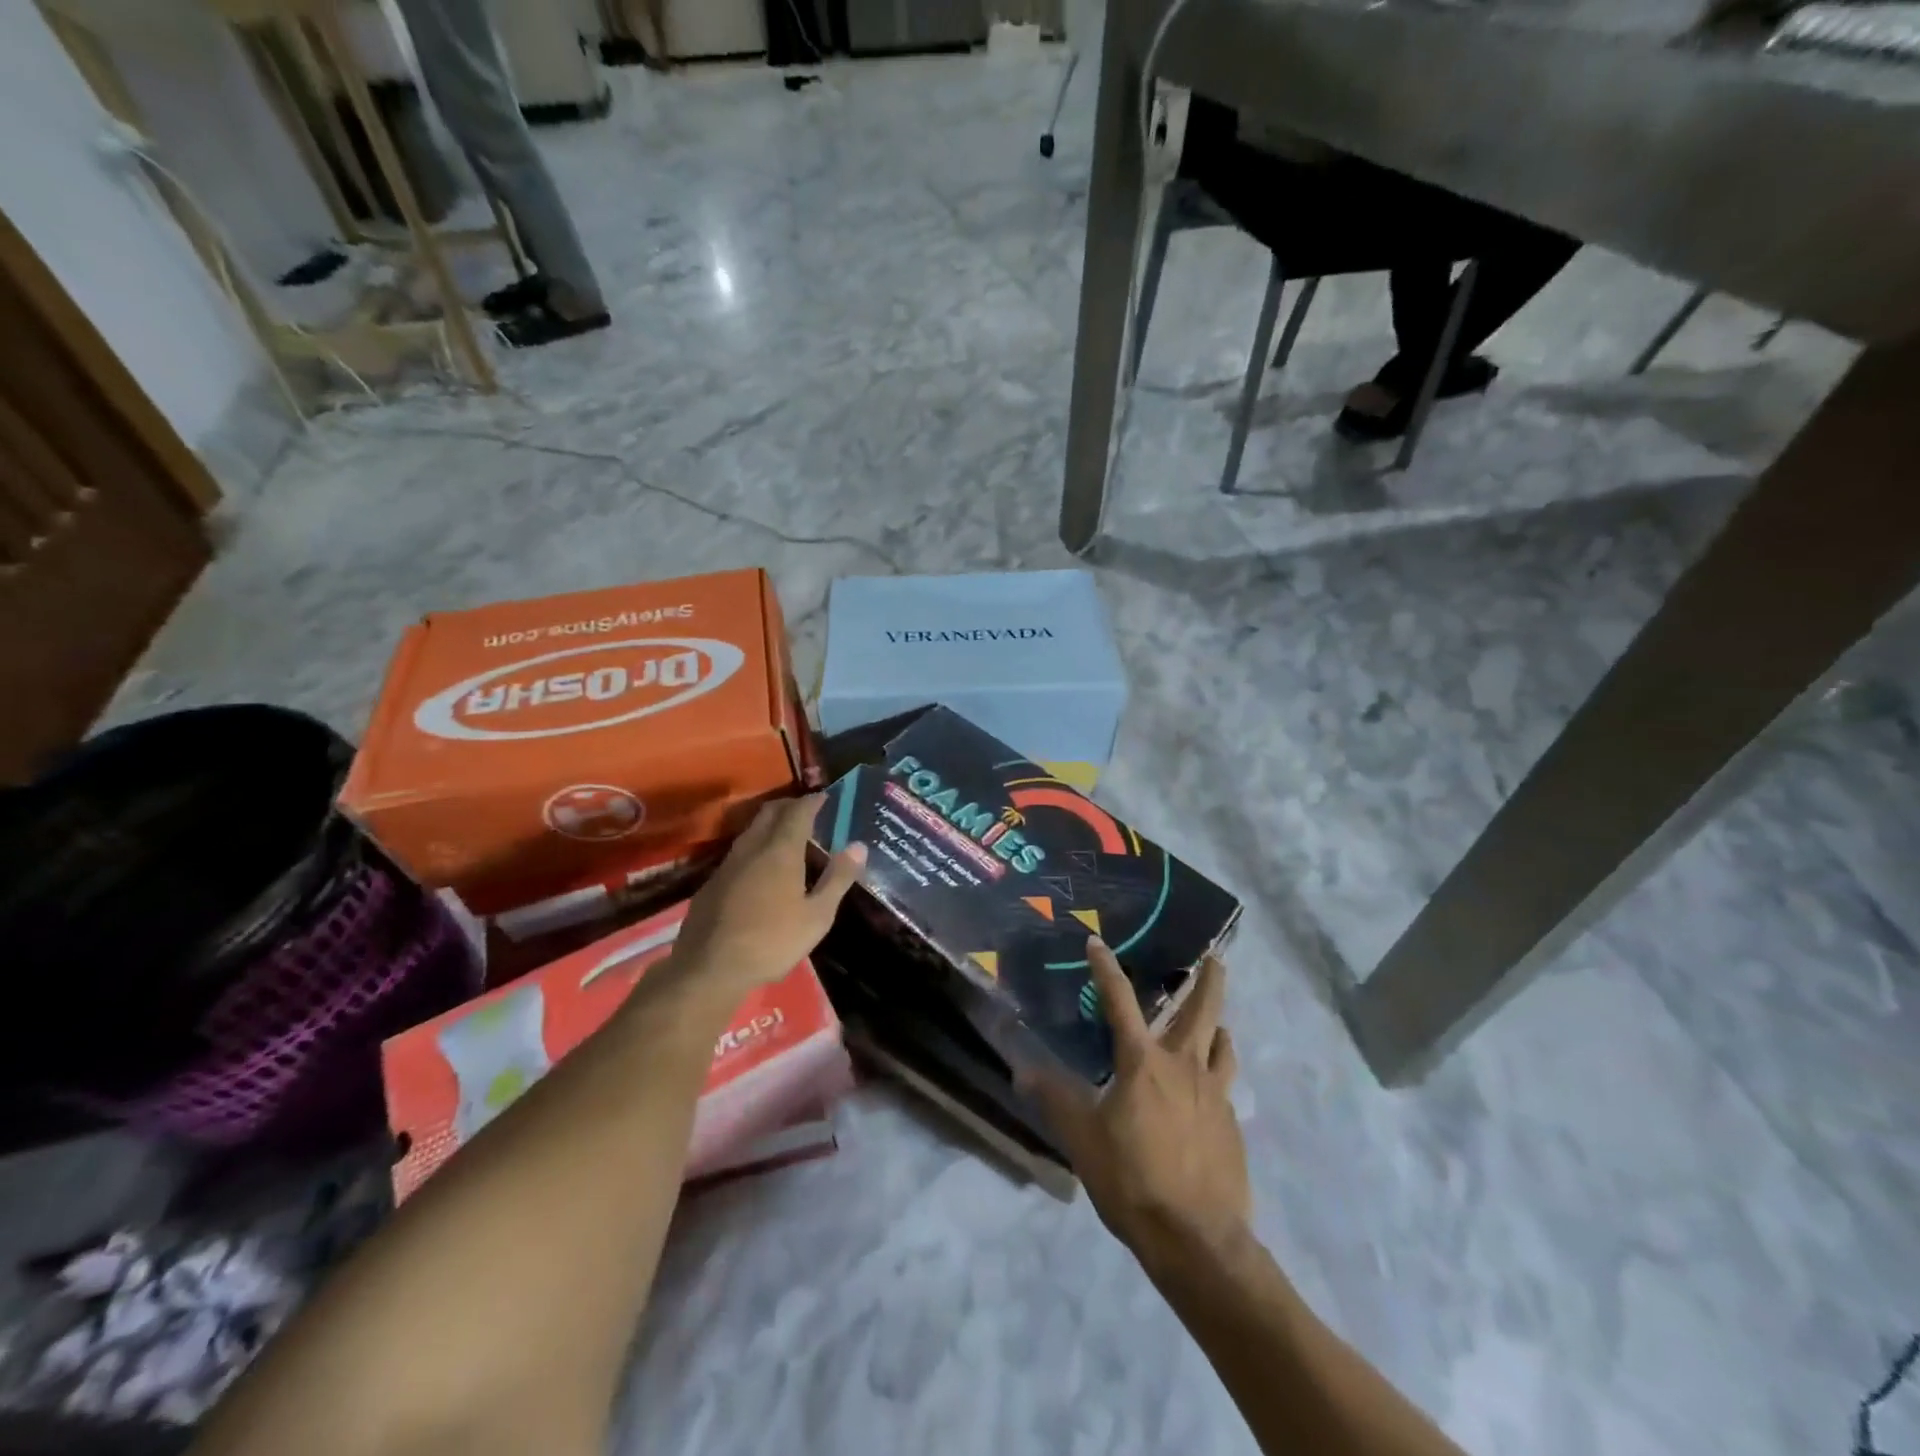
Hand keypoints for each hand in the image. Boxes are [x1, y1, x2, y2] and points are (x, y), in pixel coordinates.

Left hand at [666, 795, 865, 1004]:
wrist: (709, 967)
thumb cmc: (771, 941)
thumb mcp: (817, 916)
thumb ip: (837, 878)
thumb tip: (858, 846)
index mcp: (781, 850)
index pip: (798, 811)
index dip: (813, 801)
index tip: (825, 797)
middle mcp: (752, 847)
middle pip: (770, 812)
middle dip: (789, 805)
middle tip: (807, 811)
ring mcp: (728, 864)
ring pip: (751, 830)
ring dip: (770, 825)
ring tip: (787, 836)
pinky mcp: (712, 882)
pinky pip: (738, 851)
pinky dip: (755, 847)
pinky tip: (761, 868)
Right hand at [1025, 940, 1249, 1272]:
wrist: (1197, 1240)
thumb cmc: (1132, 1180)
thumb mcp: (1082, 1139)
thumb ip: (1055, 1099)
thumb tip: (1022, 1069)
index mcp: (1142, 1062)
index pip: (1120, 1001)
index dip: (1106, 969)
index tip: (1097, 943)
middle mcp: (1183, 1065)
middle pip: (1202, 1010)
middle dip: (1209, 979)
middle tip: (1216, 957)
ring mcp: (1213, 1093)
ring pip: (1223, 1043)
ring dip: (1218, 1026)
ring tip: (1216, 1022)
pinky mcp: (1231, 1124)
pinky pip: (1225, 1082)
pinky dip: (1219, 1069)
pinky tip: (1210, 1088)